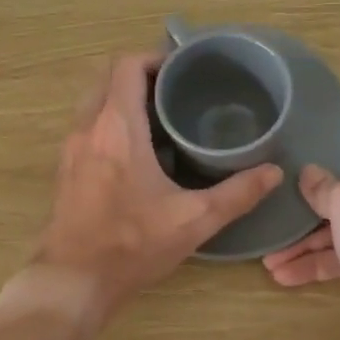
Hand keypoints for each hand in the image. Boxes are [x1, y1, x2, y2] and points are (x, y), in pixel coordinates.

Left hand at [30, 53, 282, 324]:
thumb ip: (237, 194)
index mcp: (116, 127)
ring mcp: (70, 149)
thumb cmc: (131, 244)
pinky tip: (139, 152)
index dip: (155, 58)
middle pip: (108, 78)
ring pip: (95, 103)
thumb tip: (274, 172)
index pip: (127, 66)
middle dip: (141, 76)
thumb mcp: (194, 219)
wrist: (72, 281)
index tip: (184, 70)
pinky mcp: (65, 170)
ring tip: (162, 118)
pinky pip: (88, 127)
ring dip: (123, 99)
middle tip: (177, 92)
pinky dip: (110, 123)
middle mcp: (87, 128)